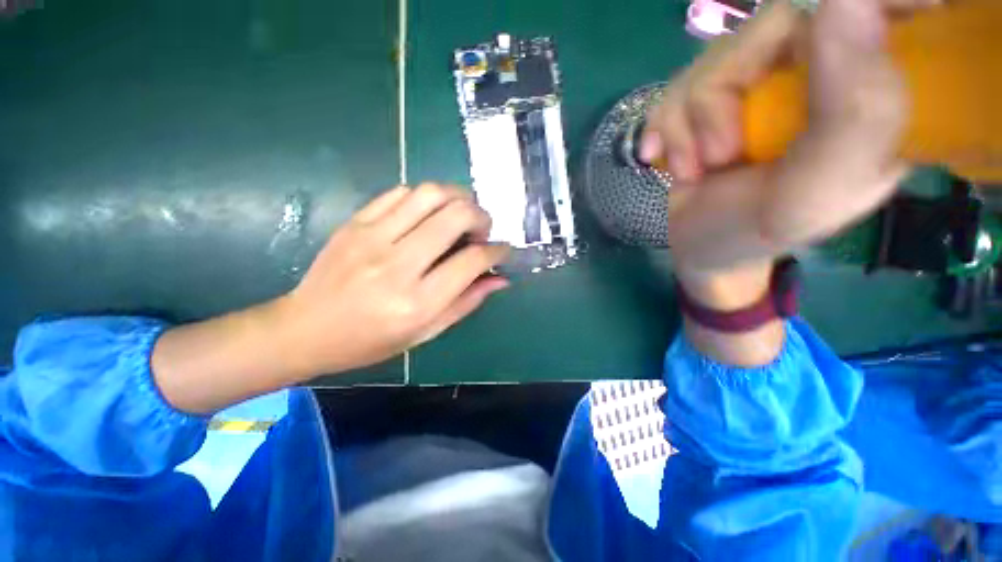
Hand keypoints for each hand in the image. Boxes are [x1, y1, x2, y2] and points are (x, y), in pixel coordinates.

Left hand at [153, 183, 508, 414]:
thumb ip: (466, 302)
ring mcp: (372, 238)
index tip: (503, 250)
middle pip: (455, 216)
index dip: (497, 251)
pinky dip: (426, 197)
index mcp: (417, 302)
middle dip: (481, 216)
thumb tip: (500, 279)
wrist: (305, 329)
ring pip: (430, 194)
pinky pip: (400, 193)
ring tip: (462, 213)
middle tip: (483, 229)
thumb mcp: (425, 333)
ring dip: (457, 197)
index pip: (472, 260)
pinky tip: (430, 213)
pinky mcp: (355, 222)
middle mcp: (397, 265)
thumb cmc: (370, 341)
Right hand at [642, 0, 938, 272]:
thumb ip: (855, 109)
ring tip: (695, 170)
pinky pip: (676, 86)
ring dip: (688, 124)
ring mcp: (758, 82)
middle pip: (768, 27)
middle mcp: (816, 72)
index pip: (881, 8)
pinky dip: (663, 128)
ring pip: (713, 58)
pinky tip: (664, 158)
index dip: (860, 10)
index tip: (811, 45)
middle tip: (722, 155)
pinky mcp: (710, 97)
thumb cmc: (758, 230)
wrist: (696, 247)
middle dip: (724, 96)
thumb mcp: (819, 188)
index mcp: (871, 92)